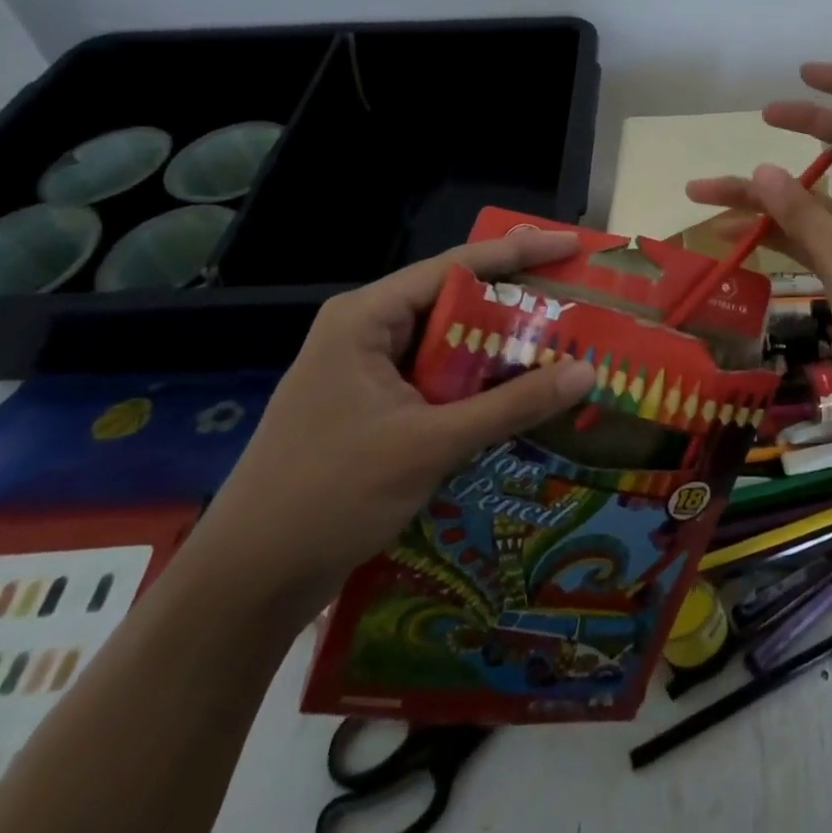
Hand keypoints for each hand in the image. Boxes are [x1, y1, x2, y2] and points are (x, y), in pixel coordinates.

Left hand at [188, 231, 596, 614]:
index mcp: (366, 319)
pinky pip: (437, 382)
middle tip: (575, 298)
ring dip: (499, 348)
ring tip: (561, 343)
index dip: (518, 253)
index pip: (454, 267)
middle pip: (454, 302)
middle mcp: (366, 333)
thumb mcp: (430, 444)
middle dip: (515, 302)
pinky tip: (519, 396)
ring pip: (448, 346)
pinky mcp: (372, 411)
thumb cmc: (329, 495)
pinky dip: (477, 385)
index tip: (571, 247)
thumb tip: (587, 372)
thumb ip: (511, 405)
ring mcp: (366, 374)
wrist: (245, 586)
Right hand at [686, 63, 831, 436]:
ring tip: (706, 196)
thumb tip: (761, 169)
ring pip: (818, 200)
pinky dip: (779, 236)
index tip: (802, 74)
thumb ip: (801, 212)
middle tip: (760, 121)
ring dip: (769, 196)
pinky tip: (735, 242)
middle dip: (803, 128)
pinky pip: (815, 240)